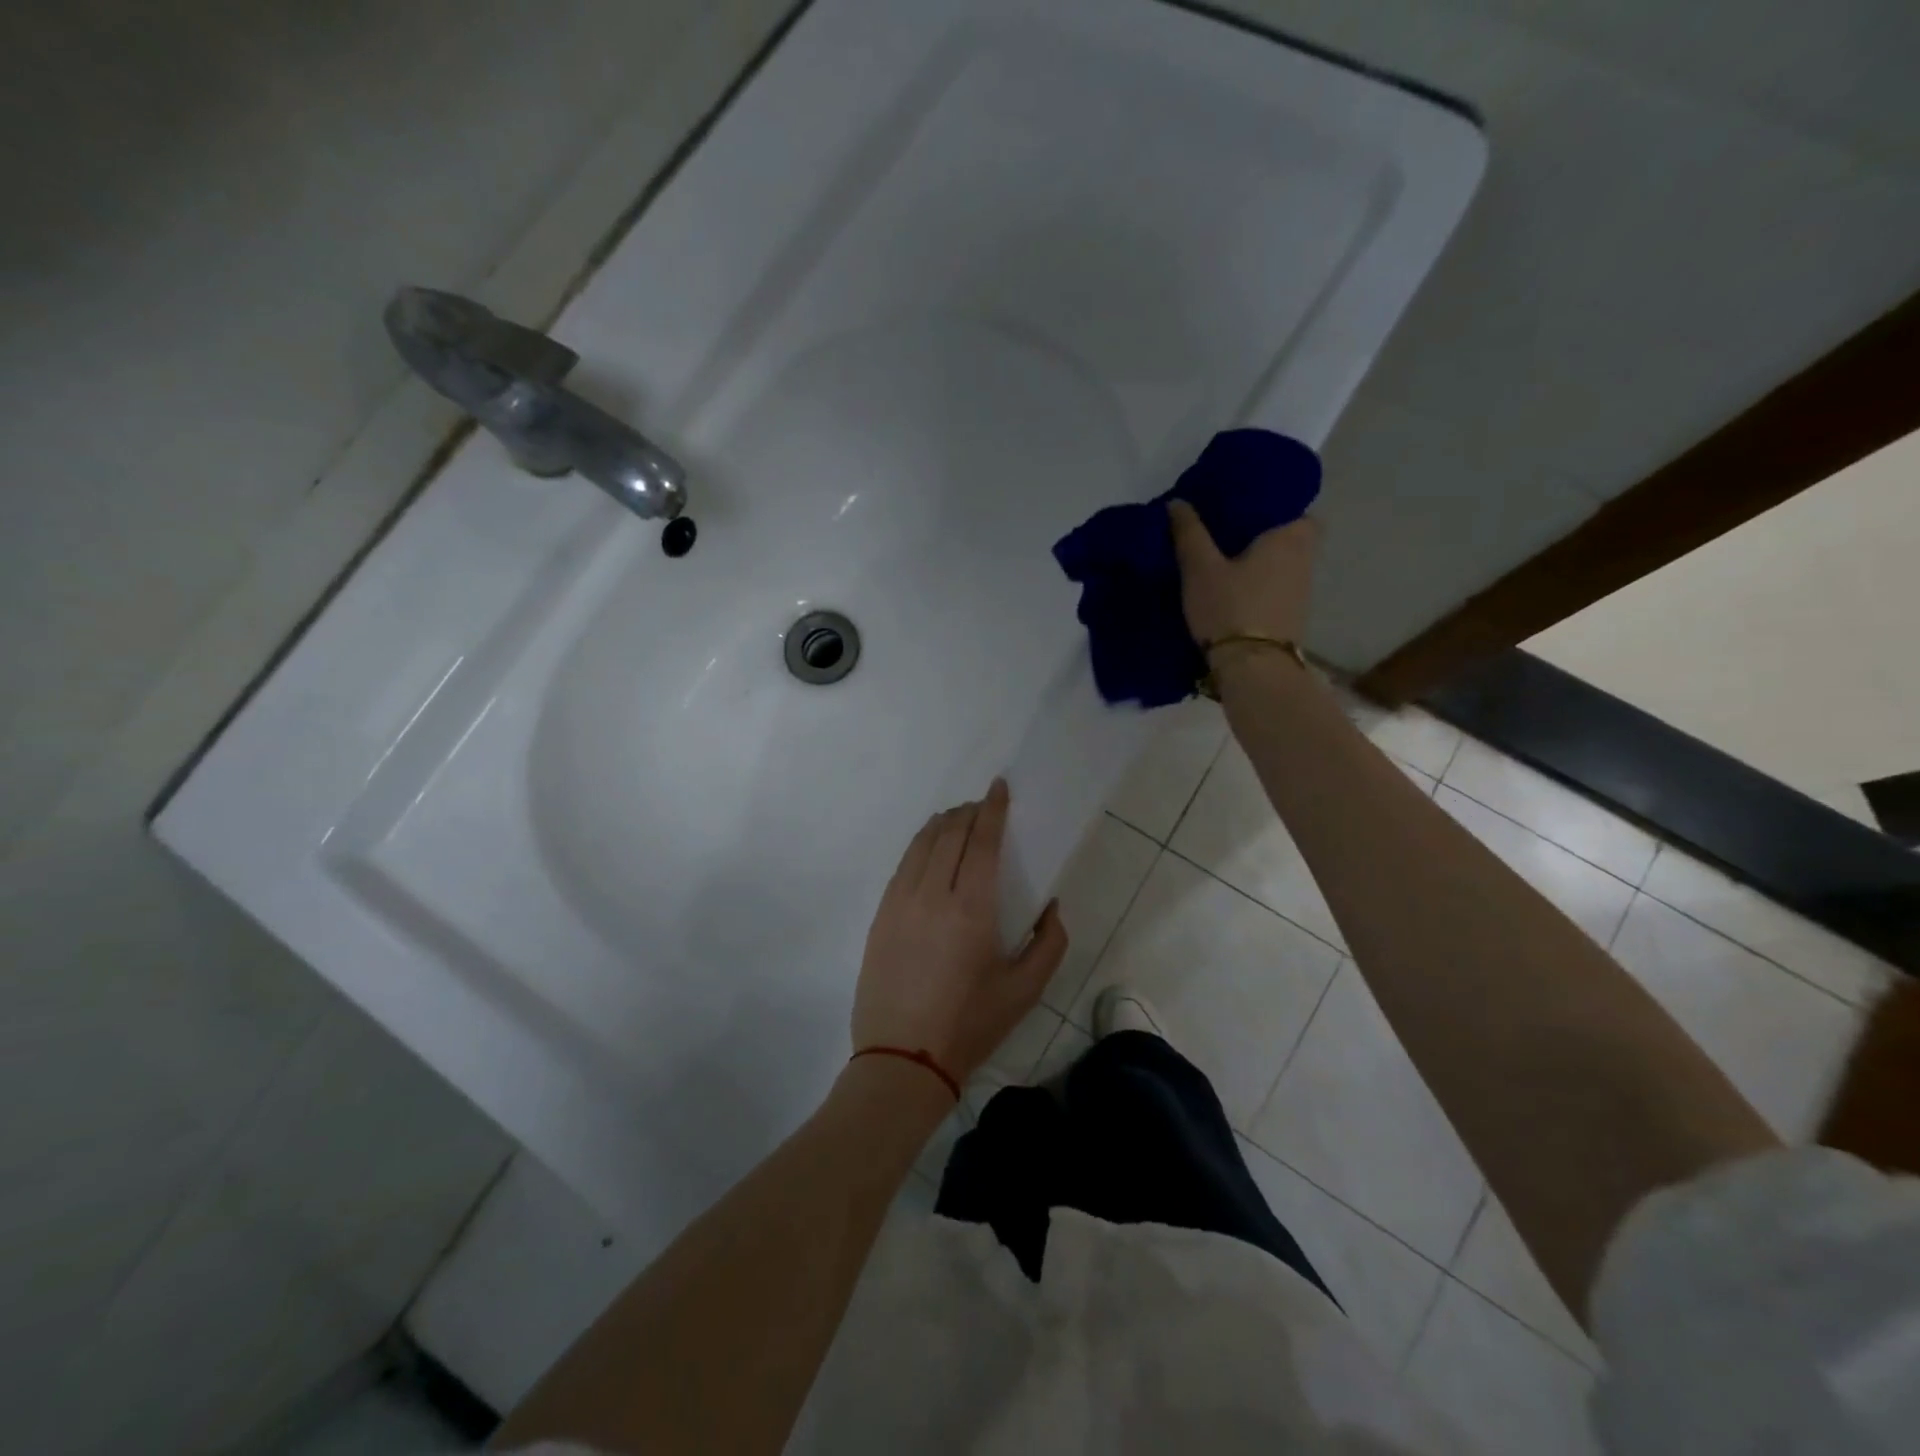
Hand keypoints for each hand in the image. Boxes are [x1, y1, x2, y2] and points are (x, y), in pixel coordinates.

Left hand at [852, 779, 1068, 1086]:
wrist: (902, 1059)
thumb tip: (1052, 906)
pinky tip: (928, 850)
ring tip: (957, 820)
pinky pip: (903, 864)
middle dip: (969, 812)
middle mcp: (933, 893)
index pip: (982, 840)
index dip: (992, 809)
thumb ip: (1050, 943)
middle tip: (983, 806)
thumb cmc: (970, 1024)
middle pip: (950, 834)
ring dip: (942, 824)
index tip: (999, 787)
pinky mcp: (881, 914)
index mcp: (971, 908)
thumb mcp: (1025, 990)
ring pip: (921, 843)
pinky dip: (920, 845)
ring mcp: (900, 901)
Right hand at [1168, 499, 1318, 645]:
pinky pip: (1277, 589)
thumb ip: (1189, 533)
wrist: (1253, 669)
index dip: (1273, 507)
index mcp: (1290, 537)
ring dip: (1261, 564)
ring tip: (1225, 563)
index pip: (1296, 507)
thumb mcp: (1199, 569)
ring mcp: (1302, 592)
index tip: (1244, 510)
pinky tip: (1234, 593)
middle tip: (1227, 536)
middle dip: (1263, 536)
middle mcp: (1305, 560)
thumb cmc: (1230, 608)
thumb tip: (1177, 502)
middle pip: (1289, 538)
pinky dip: (1260, 587)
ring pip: (1283, 565)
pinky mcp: (1292, 618)